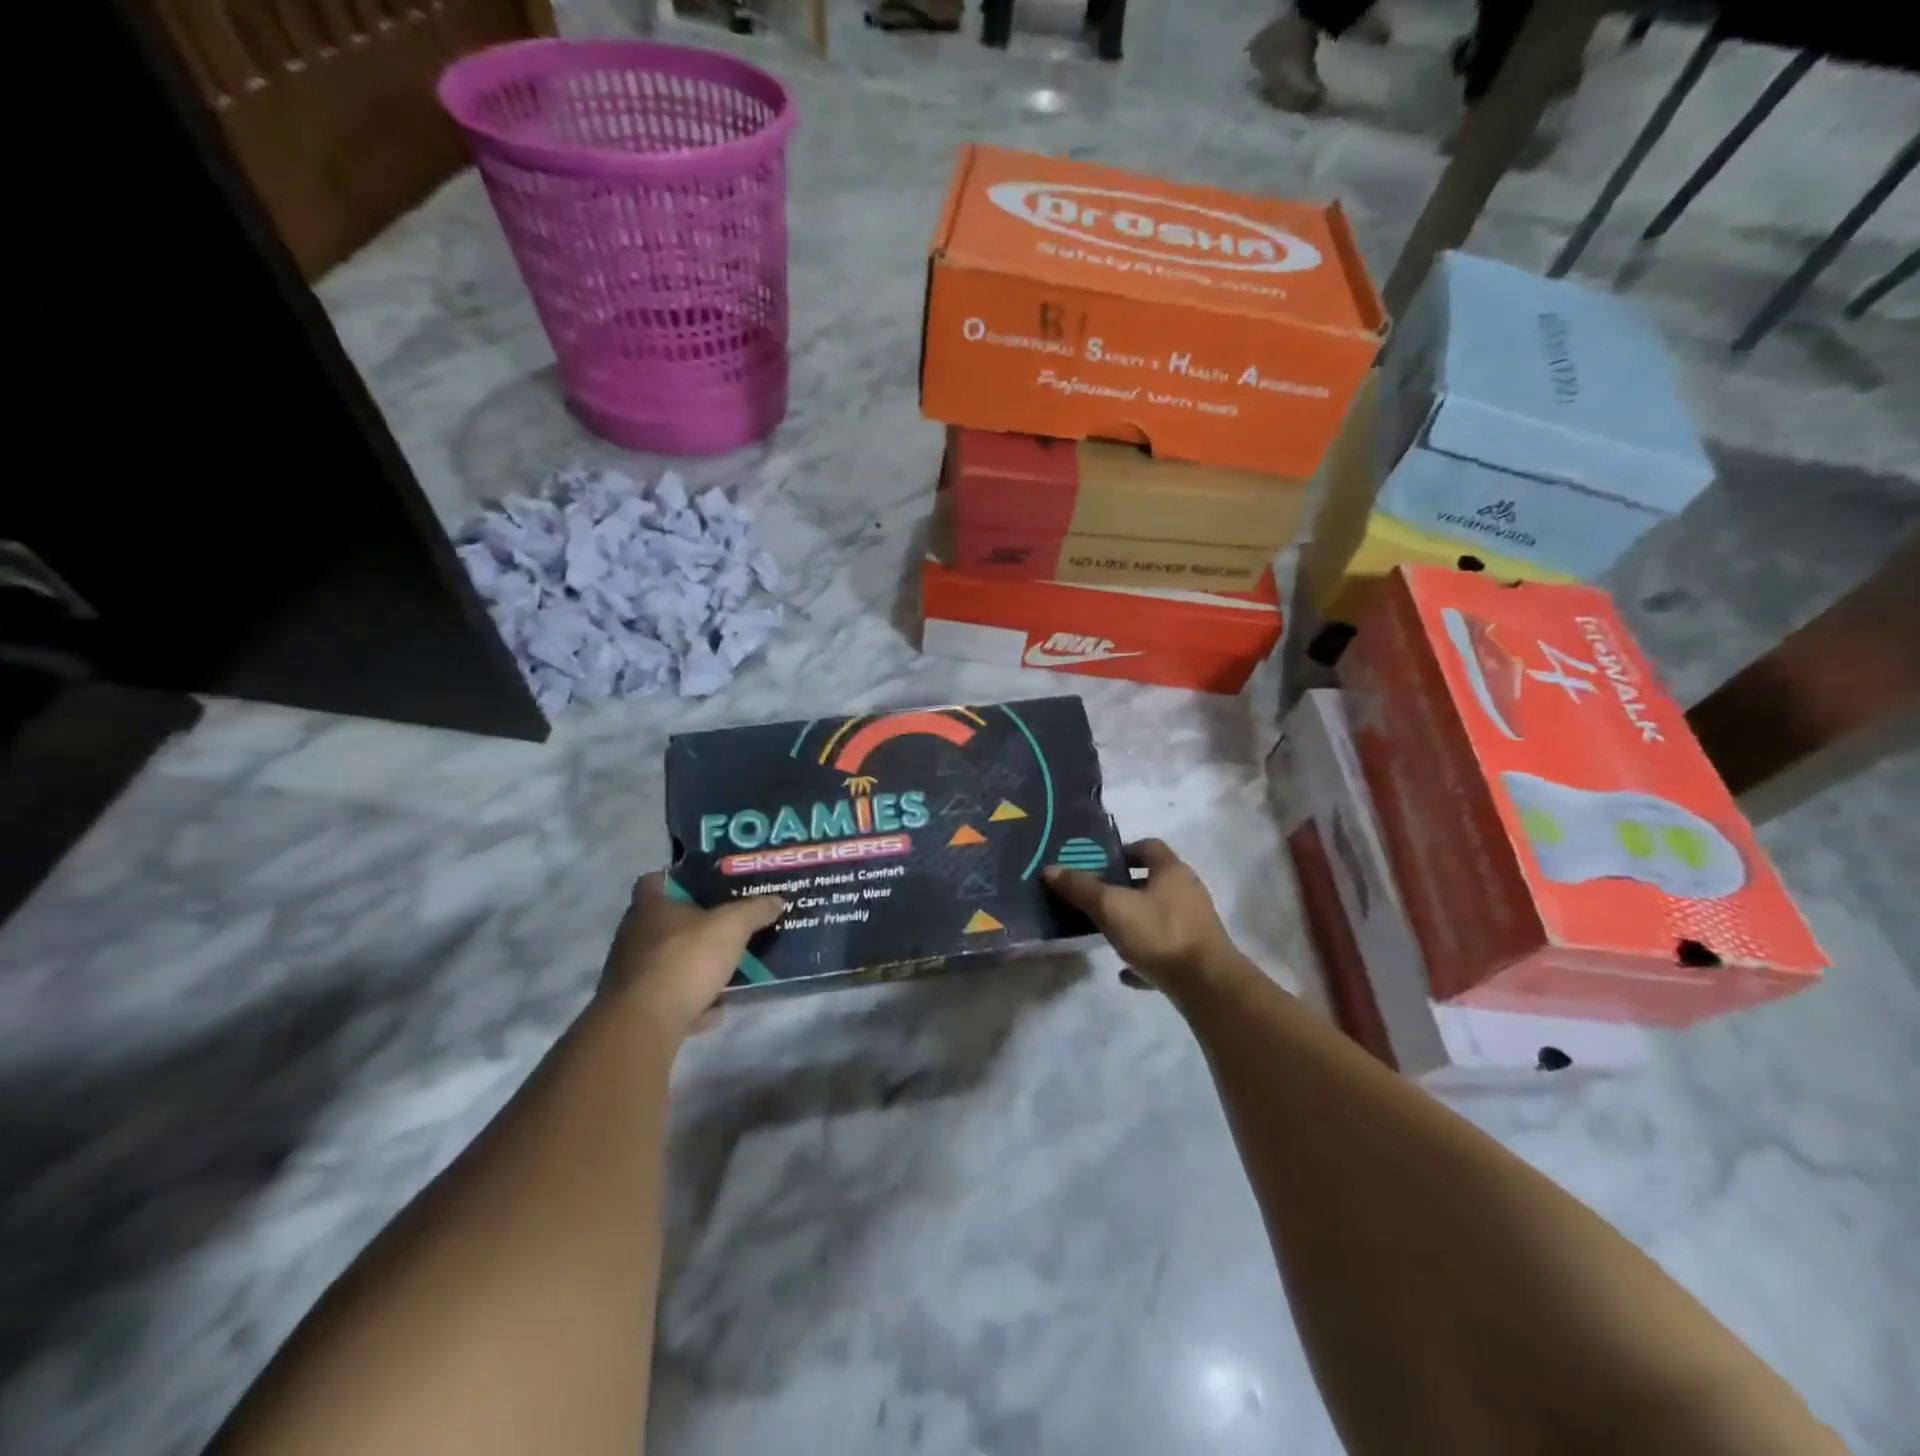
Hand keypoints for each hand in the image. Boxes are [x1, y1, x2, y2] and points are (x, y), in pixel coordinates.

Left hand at [599, 872, 784, 1043]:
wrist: (645, 1024)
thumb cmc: (685, 959)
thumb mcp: (732, 927)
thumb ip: (754, 911)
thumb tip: (776, 900)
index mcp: (650, 907)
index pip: (655, 880)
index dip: (680, 879)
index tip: (707, 886)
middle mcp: (634, 936)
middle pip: (665, 923)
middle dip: (695, 927)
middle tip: (729, 926)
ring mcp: (631, 973)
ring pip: (668, 962)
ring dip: (695, 967)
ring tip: (729, 969)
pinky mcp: (635, 1008)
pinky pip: (669, 998)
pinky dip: (691, 1002)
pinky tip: (716, 1009)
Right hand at [1044, 839, 1242, 993]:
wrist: (1207, 985)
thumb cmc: (1159, 934)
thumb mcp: (1112, 908)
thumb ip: (1081, 888)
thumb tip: (1050, 869)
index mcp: (1172, 871)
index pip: (1149, 846)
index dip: (1124, 851)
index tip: (1100, 864)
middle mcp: (1188, 892)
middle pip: (1155, 880)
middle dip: (1126, 886)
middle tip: (1097, 897)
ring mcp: (1195, 924)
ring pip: (1160, 914)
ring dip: (1136, 920)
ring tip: (1108, 931)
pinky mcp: (1197, 955)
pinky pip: (1166, 948)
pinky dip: (1146, 953)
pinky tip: (1125, 970)